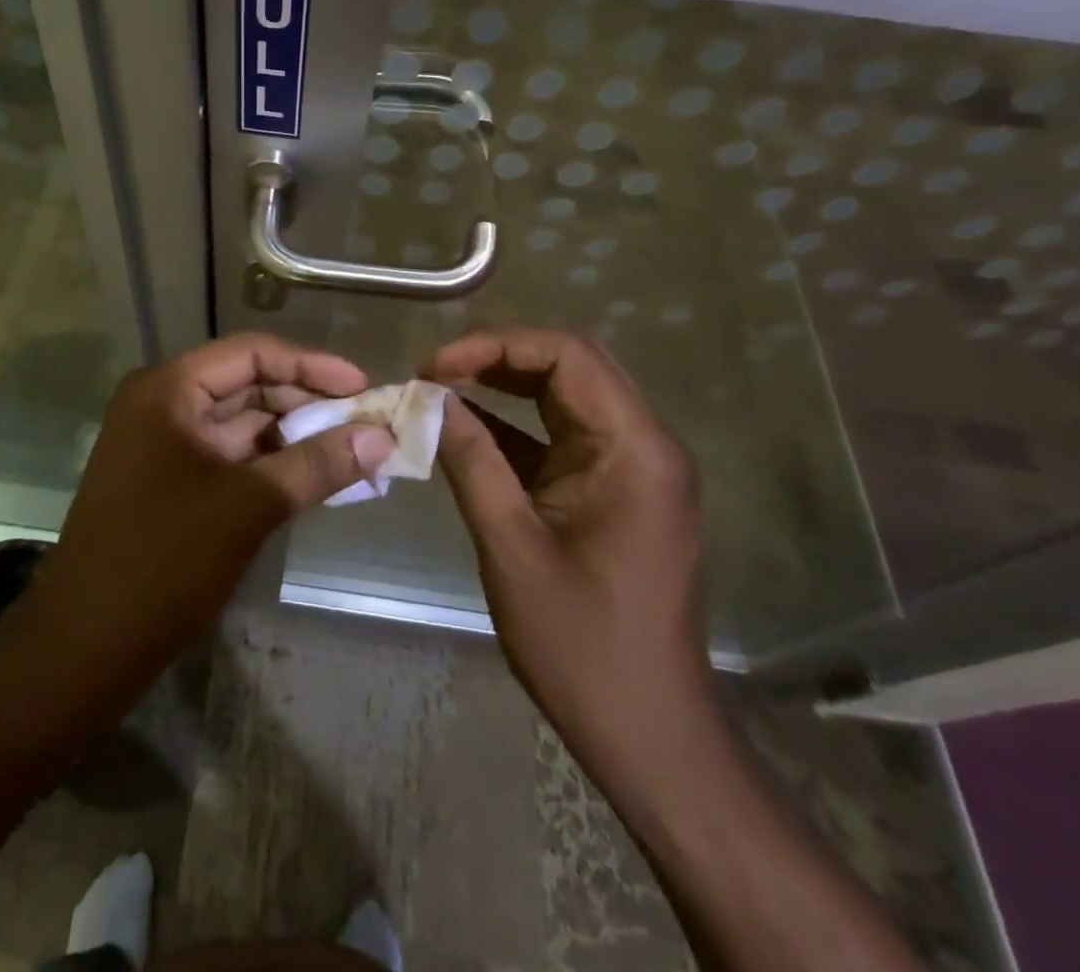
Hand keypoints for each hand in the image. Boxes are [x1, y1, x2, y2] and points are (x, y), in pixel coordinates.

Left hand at [25, 333, 394, 690]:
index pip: (252, 355)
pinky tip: (316, 479)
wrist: (83, 648)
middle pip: (249, 386)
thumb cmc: (163, 561)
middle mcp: (163, 406)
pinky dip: (273, 466)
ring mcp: (164, 447)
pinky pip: (232, 460)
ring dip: (296, 437)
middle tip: (367, 425)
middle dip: (308, 404)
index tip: (364, 387)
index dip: (312, 366)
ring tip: (354, 452)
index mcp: (169, 390)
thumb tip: (382, 437)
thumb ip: (317, 464)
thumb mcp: (249, 506)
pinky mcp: (171, 485)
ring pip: (243, 426)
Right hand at [426, 329, 712, 780]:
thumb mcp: (512, 546)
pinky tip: (466, 432)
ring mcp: (634, 468)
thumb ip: (472, 461)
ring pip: (565, 398)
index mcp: (635, 449)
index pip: (567, 356)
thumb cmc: (582, 645)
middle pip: (570, 368)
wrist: (649, 734)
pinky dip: (515, 428)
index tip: (437, 366)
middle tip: (434, 373)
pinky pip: (563, 438)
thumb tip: (431, 400)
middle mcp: (644, 445)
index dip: (496, 345)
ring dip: (504, 388)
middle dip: (497, 359)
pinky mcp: (617, 492)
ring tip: (441, 391)